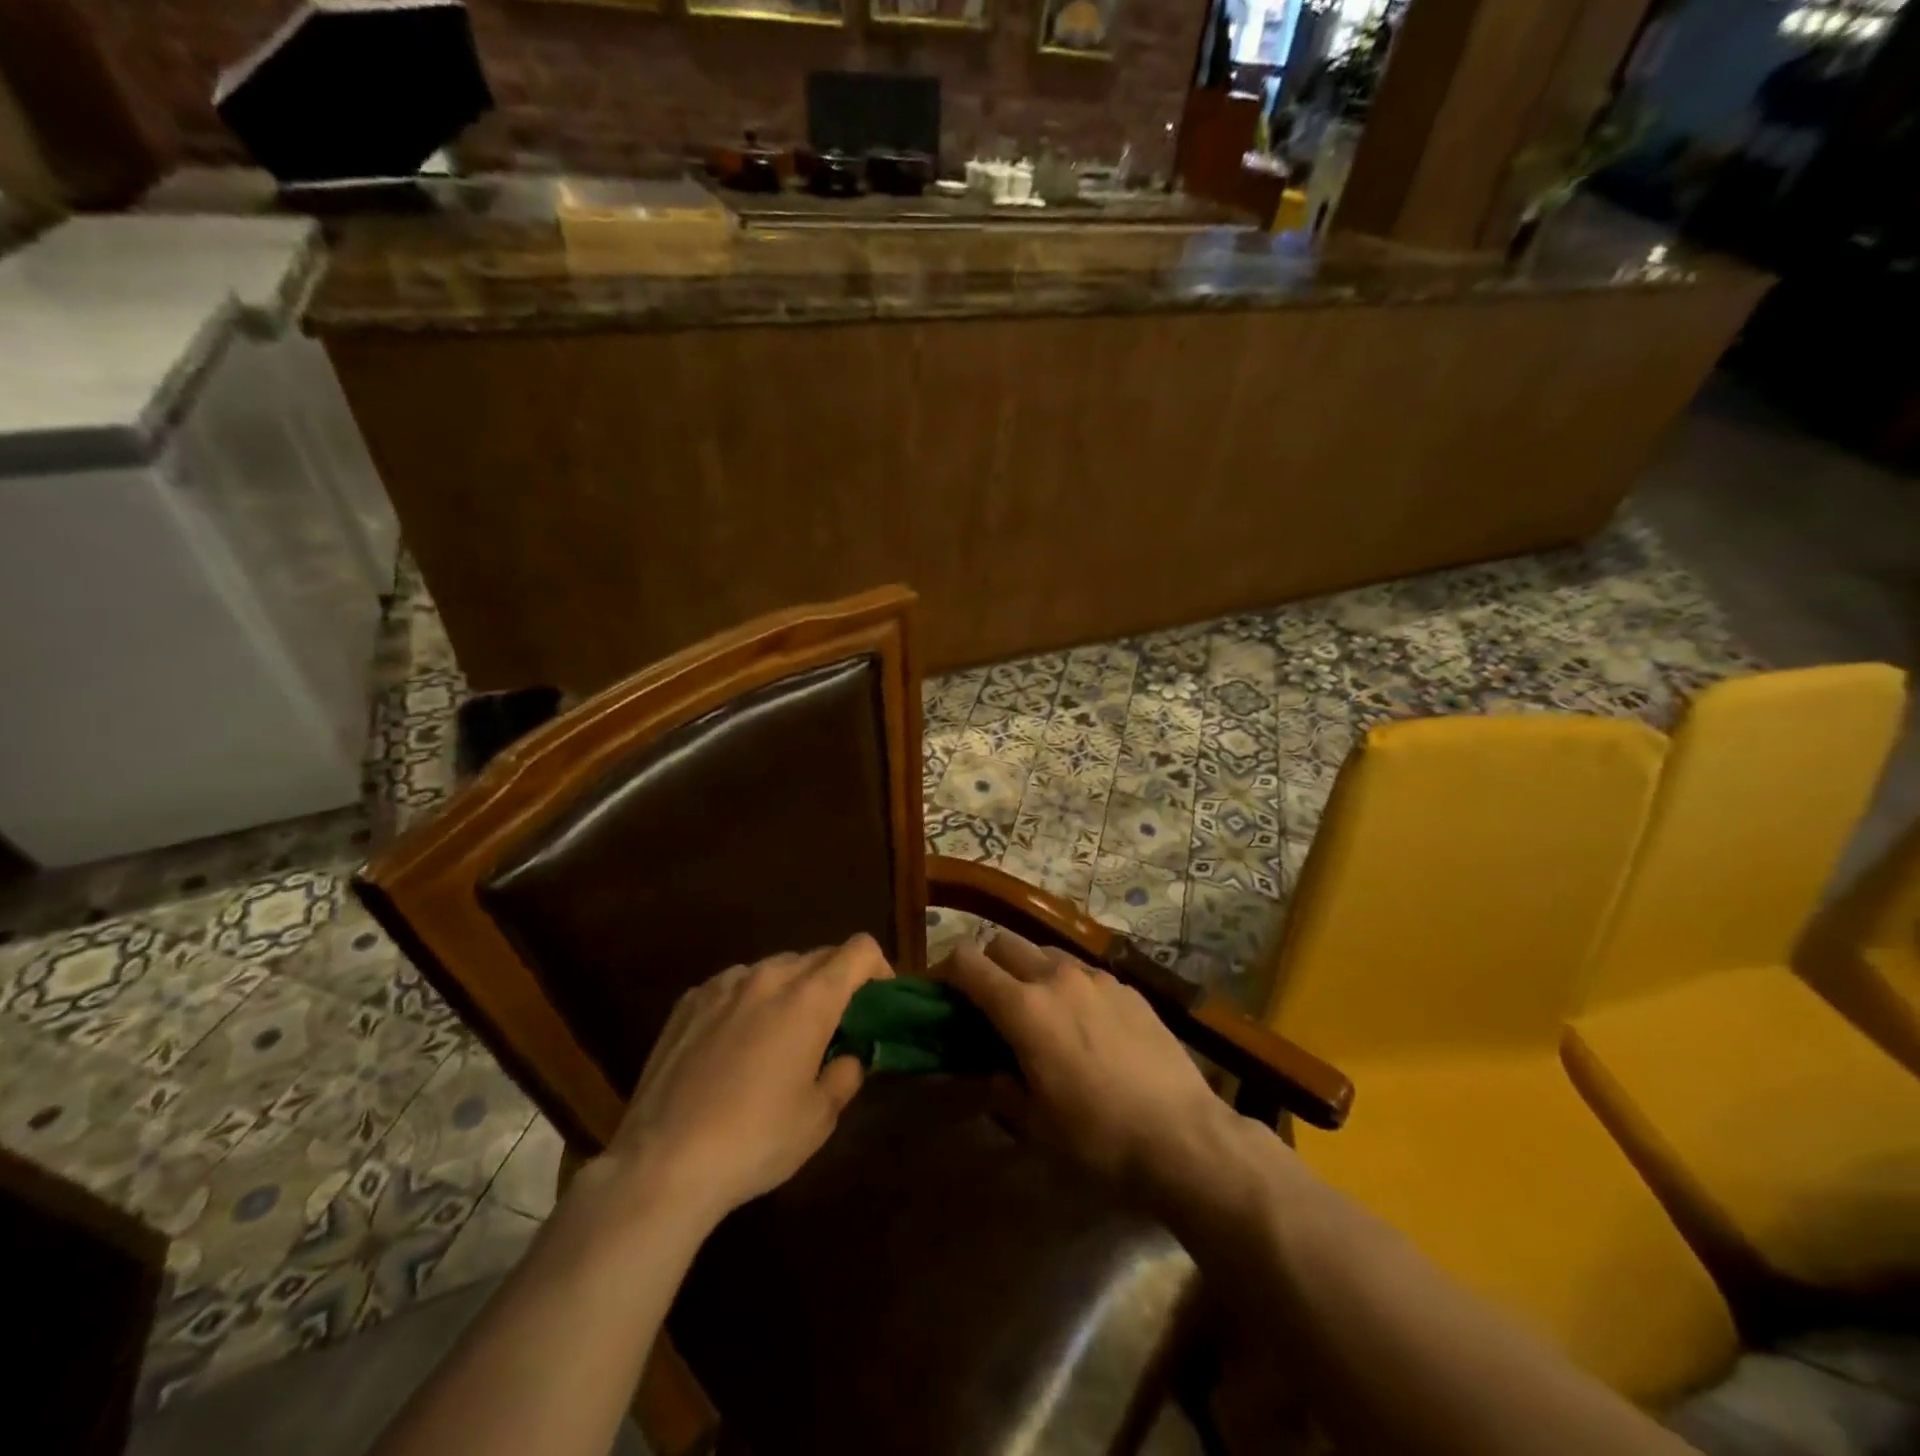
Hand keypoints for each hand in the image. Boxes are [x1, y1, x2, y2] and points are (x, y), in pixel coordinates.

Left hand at [600, 935, 891, 1224]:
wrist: (661, 1164)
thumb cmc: (754, 1141)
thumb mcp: (818, 1119)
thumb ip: (845, 1075)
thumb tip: (848, 1057)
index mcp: (810, 998)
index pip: (859, 950)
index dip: (878, 968)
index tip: (877, 1002)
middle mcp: (768, 977)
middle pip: (818, 956)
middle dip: (835, 981)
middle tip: (834, 1026)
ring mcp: (723, 985)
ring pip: (774, 969)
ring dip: (791, 990)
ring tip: (781, 1035)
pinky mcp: (688, 1002)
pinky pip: (733, 986)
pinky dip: (749, 1001)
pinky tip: (734, 1044)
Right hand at [937, 931, 1237, 1200]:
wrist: (1182, 1136)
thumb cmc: (1098, 1137)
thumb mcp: (1035, 1124)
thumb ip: (1002, 1088)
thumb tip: (990, 1071)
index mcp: (1023, 1007)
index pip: (968, 962)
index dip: (946, 970)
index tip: (942, 992)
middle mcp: (1056, 978)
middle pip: (1004, 943)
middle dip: (987, 963)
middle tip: (989, 1002)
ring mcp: (1096, 978)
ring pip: (1046, 953)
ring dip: (1029, 970)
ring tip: (1039, 1010)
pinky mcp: (1128, 988)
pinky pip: (1084, 972)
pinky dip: (1069, 985)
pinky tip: (1085, 1024)